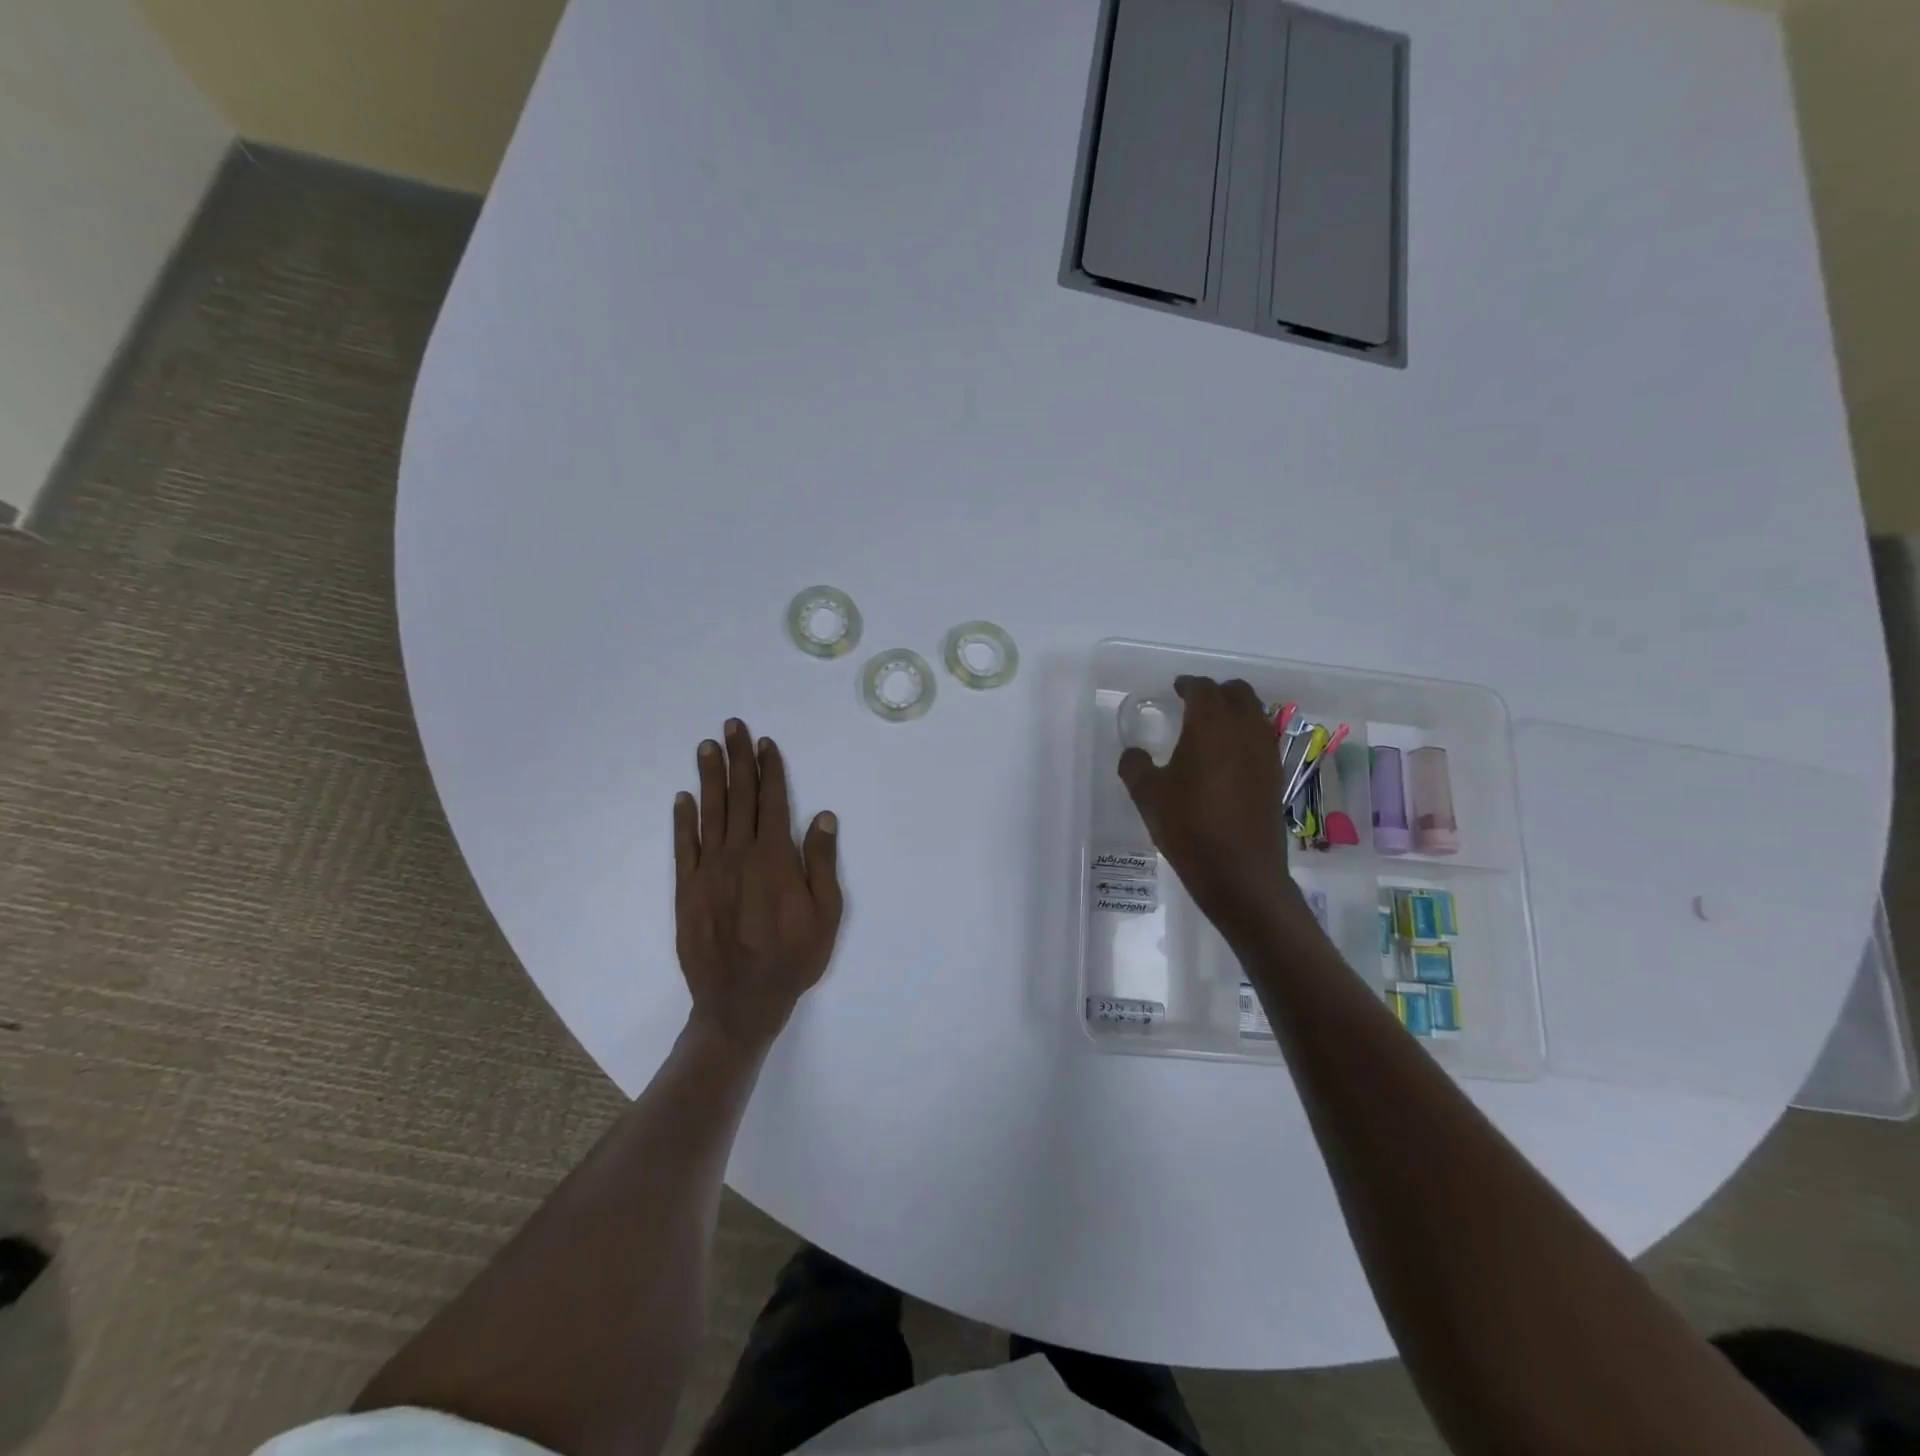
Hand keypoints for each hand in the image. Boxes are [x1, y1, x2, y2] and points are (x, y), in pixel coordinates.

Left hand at [674, 719, 843, 1054]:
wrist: (740, 1002)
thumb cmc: (793, 959)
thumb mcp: (827, 914)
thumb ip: (822, 862)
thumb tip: (822, 816)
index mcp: (775, 858)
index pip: (772, 801)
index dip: (769, 770)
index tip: (764, 743)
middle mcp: (739, 855)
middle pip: (739, 797)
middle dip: (737, 759)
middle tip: (731, 726)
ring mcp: (709, 871)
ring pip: (709, 813)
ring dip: (709, 778)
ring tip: (706, 747)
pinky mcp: (687, 890)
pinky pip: (683, 846)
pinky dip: (683, 820)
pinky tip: (683, 798)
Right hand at [1117, 677, 1299, 938]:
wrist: (1240, 873)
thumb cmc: (1189, 828)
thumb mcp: (1148, 796)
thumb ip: (1135, 766)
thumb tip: (1134, 753)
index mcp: (1211, 725)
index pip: (1203, 689)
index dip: (1187, 685)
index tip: (1175, 690)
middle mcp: (1245, 730)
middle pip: (1238, 693)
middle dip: (1216, 692)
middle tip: (1194, 704)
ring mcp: (1266, 753)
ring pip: (1255, 715)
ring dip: (1235, 713)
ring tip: (1211, 730)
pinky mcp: (1276, 776)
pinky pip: (1262, 740)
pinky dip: (1246, 737)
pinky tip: (1227, 759)